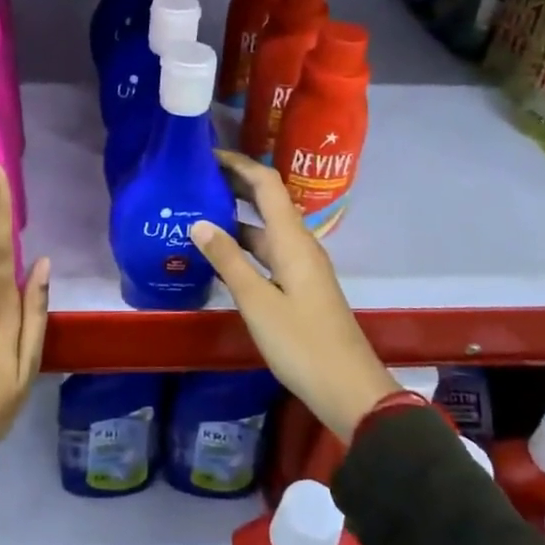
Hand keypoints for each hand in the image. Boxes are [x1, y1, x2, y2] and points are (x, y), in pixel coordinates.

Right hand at [192, 150, 396, 442]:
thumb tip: (199, 222)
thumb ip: (228, 260)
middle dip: (234, 184)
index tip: (206, 155)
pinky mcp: (299, 287)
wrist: (349, 389)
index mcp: (293, 240)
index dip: (239, 164)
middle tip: (194, 178)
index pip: (267, 184)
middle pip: (267, 201)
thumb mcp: (258, 302)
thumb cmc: (302, 343)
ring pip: (265, 229)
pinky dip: (243, 244)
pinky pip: (267, 251)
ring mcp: (301, 266)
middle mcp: (299, 245)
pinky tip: (218, 253)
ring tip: (197, 211)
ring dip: (236, 216)